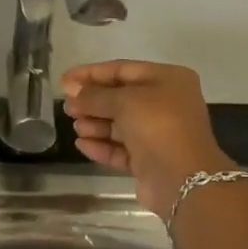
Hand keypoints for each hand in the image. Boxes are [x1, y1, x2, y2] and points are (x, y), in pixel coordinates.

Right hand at [61, 60, 233, 218]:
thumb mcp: (123, 101)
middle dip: (92, 102)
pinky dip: (102, 145)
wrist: (183, 179)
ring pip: (120, 124)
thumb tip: (72, 91)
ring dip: (95, 123)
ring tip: (75, 125)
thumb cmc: (157, 125)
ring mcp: (159, 133)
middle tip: (67, 107)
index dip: (90, 73)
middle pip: (120, 97)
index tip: (64, 81)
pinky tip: (82, 144)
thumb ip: (94, 95)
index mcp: (168, 79)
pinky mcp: (150, 160)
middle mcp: (166, 103)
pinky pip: (121, 148)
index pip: (122, 69)